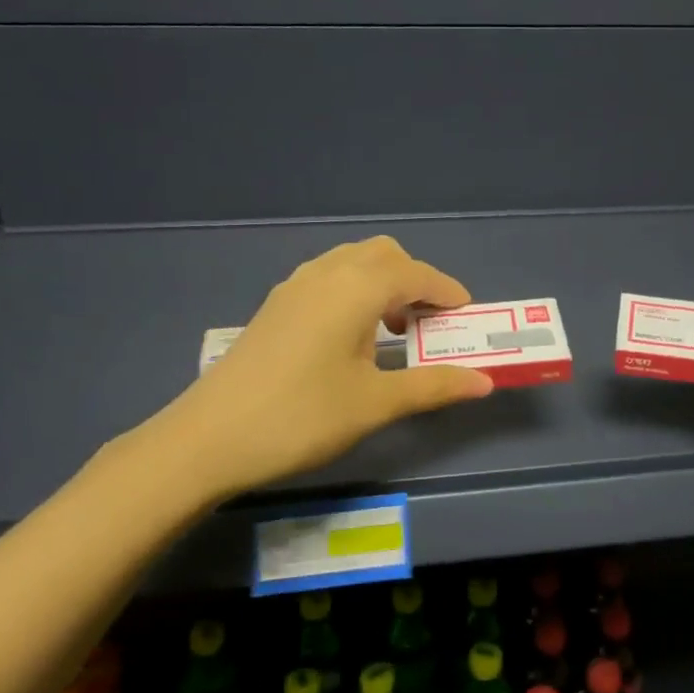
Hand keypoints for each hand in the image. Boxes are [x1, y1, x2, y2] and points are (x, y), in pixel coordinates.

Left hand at [144, 236, 493, 496]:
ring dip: (383, 283)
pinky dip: (354, 291)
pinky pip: (328, 278)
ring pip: (352, 262)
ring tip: (393, 331)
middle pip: (384, 255)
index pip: (416, 274)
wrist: (209, 438)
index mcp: (356, 288)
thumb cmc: (302, 416)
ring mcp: (294, 286)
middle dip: (415, 280)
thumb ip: (433, 386)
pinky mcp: (275, 306)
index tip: (467, 314)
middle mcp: (326, 274)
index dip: (447, 291)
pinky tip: (350, 337)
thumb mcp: (375, 404)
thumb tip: (485, 383)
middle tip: (429, 323)